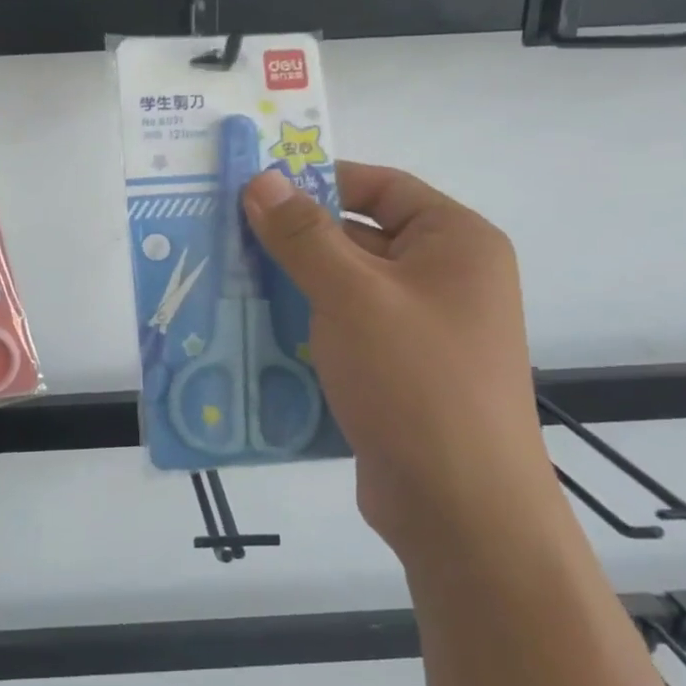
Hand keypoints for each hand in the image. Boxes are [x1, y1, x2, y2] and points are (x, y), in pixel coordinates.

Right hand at [243, 163, 553, 555]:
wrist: (458, 505)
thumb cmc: (414, 380)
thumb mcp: (353, 296)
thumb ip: (303, 236)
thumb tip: (262, 180)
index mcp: (455, 242)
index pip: (381, 186)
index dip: (320, 180)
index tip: (257, 189)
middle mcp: (445, 279)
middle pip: (359, 237)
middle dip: (295, 240)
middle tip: (226, 237)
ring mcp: (422, 330)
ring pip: (345, 290)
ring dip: (292, 287)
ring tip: (227, 282)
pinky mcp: (397, 372)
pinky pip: (344, 332)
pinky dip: (304, 328)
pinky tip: (252, 333)